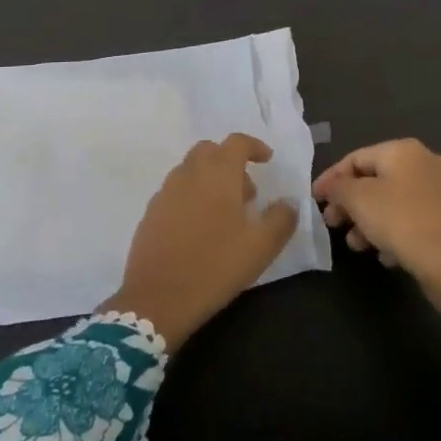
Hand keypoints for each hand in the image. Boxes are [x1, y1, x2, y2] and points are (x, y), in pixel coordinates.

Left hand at [103, 134, 298, 348]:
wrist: (157, 298)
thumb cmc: (215, 265)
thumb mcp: (261, 247)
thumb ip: (281, 219)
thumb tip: (289, 203)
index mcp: (217, 173)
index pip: (237, 142)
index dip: (254, 146)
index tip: (267, 160)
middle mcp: (189, 173)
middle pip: (210, 151)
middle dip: (230, 162)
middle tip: (247, 193)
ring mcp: (166, 191)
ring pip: (191, 170)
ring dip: (211, 180)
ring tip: (225, 215)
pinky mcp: (151, 212)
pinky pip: (176, 191)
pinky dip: (192, 196)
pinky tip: (199, 229)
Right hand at [313, 138, 440, 336]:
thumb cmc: (403, 223)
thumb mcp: (360, 201)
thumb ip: (339, 188)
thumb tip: (331, 187)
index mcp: (405, 150)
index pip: (356, 158)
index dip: (331, 178)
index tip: (314, 201)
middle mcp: (427, 163)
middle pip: (376, 179)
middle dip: (351, 203)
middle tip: (333, 224)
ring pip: (394, 201)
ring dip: (370, 220)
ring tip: (356, 245)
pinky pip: (413, 219)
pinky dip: (394, 232)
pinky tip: (385, 255)